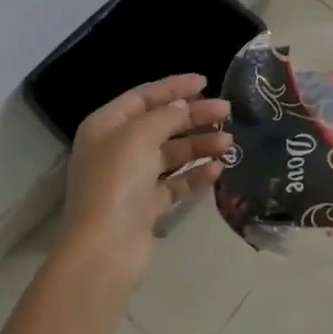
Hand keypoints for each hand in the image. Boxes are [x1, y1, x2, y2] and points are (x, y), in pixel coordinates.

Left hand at [60, 74, 229, 285]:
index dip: (174, 87)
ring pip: (171, 154)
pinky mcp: (145, 206)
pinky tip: (217, 169)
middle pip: (161, 124)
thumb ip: (165, 115)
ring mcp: (131, 179)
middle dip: (194, 117)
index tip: (205, 81)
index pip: (144, 97)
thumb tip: (183, 106)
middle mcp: (116, 149)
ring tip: (228, 143)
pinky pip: (175, 182)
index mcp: (106, 126)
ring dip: (199, 145)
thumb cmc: (116, 182)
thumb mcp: (139, 136)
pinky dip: (195, 174)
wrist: (104, 251)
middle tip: (226, 112)